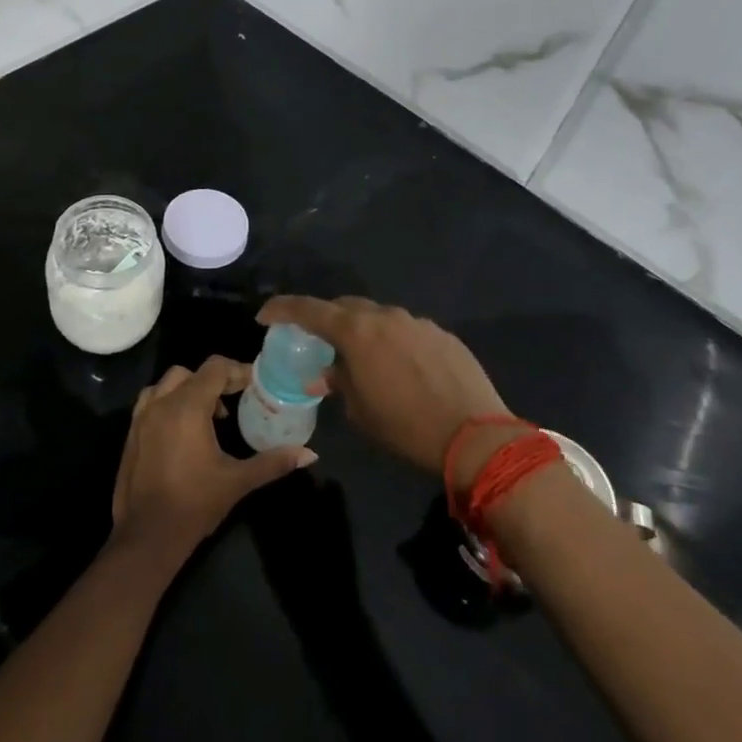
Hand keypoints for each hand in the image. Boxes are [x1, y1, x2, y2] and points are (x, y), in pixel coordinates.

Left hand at [110, 356, 316, 570]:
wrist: (147, 536)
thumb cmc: (195, 504)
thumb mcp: (238, 481)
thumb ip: (273, 462)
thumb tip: (309, 454)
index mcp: (187, 407)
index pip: (215, 369)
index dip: (237, 371)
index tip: (254, 385)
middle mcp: (161, 403)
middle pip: (191, 373)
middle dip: (215, 381)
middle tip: (235, 401)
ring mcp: (141, 417)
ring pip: (167, 384)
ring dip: (190, 389)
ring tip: (209, 415)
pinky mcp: (131, 432)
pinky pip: (151, 401)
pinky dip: (169, 402)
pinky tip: (183, 429)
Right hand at [257, 297, 517, 480]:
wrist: (475, 435)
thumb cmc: (406, 427)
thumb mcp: (360, 412)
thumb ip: (339, 383)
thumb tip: (324, 374)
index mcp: (357, 332)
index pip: (309, 309)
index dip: (282, 309)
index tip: (265, 315)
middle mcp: (386, 316)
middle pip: (346, 306)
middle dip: (327, 319)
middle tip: (318, 340)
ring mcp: (418, 322)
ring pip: (380, 317)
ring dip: (365, 332)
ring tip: (365, 360)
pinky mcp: (443, 334)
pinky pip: (408, 331)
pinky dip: (395, 342)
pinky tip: (403, 369)